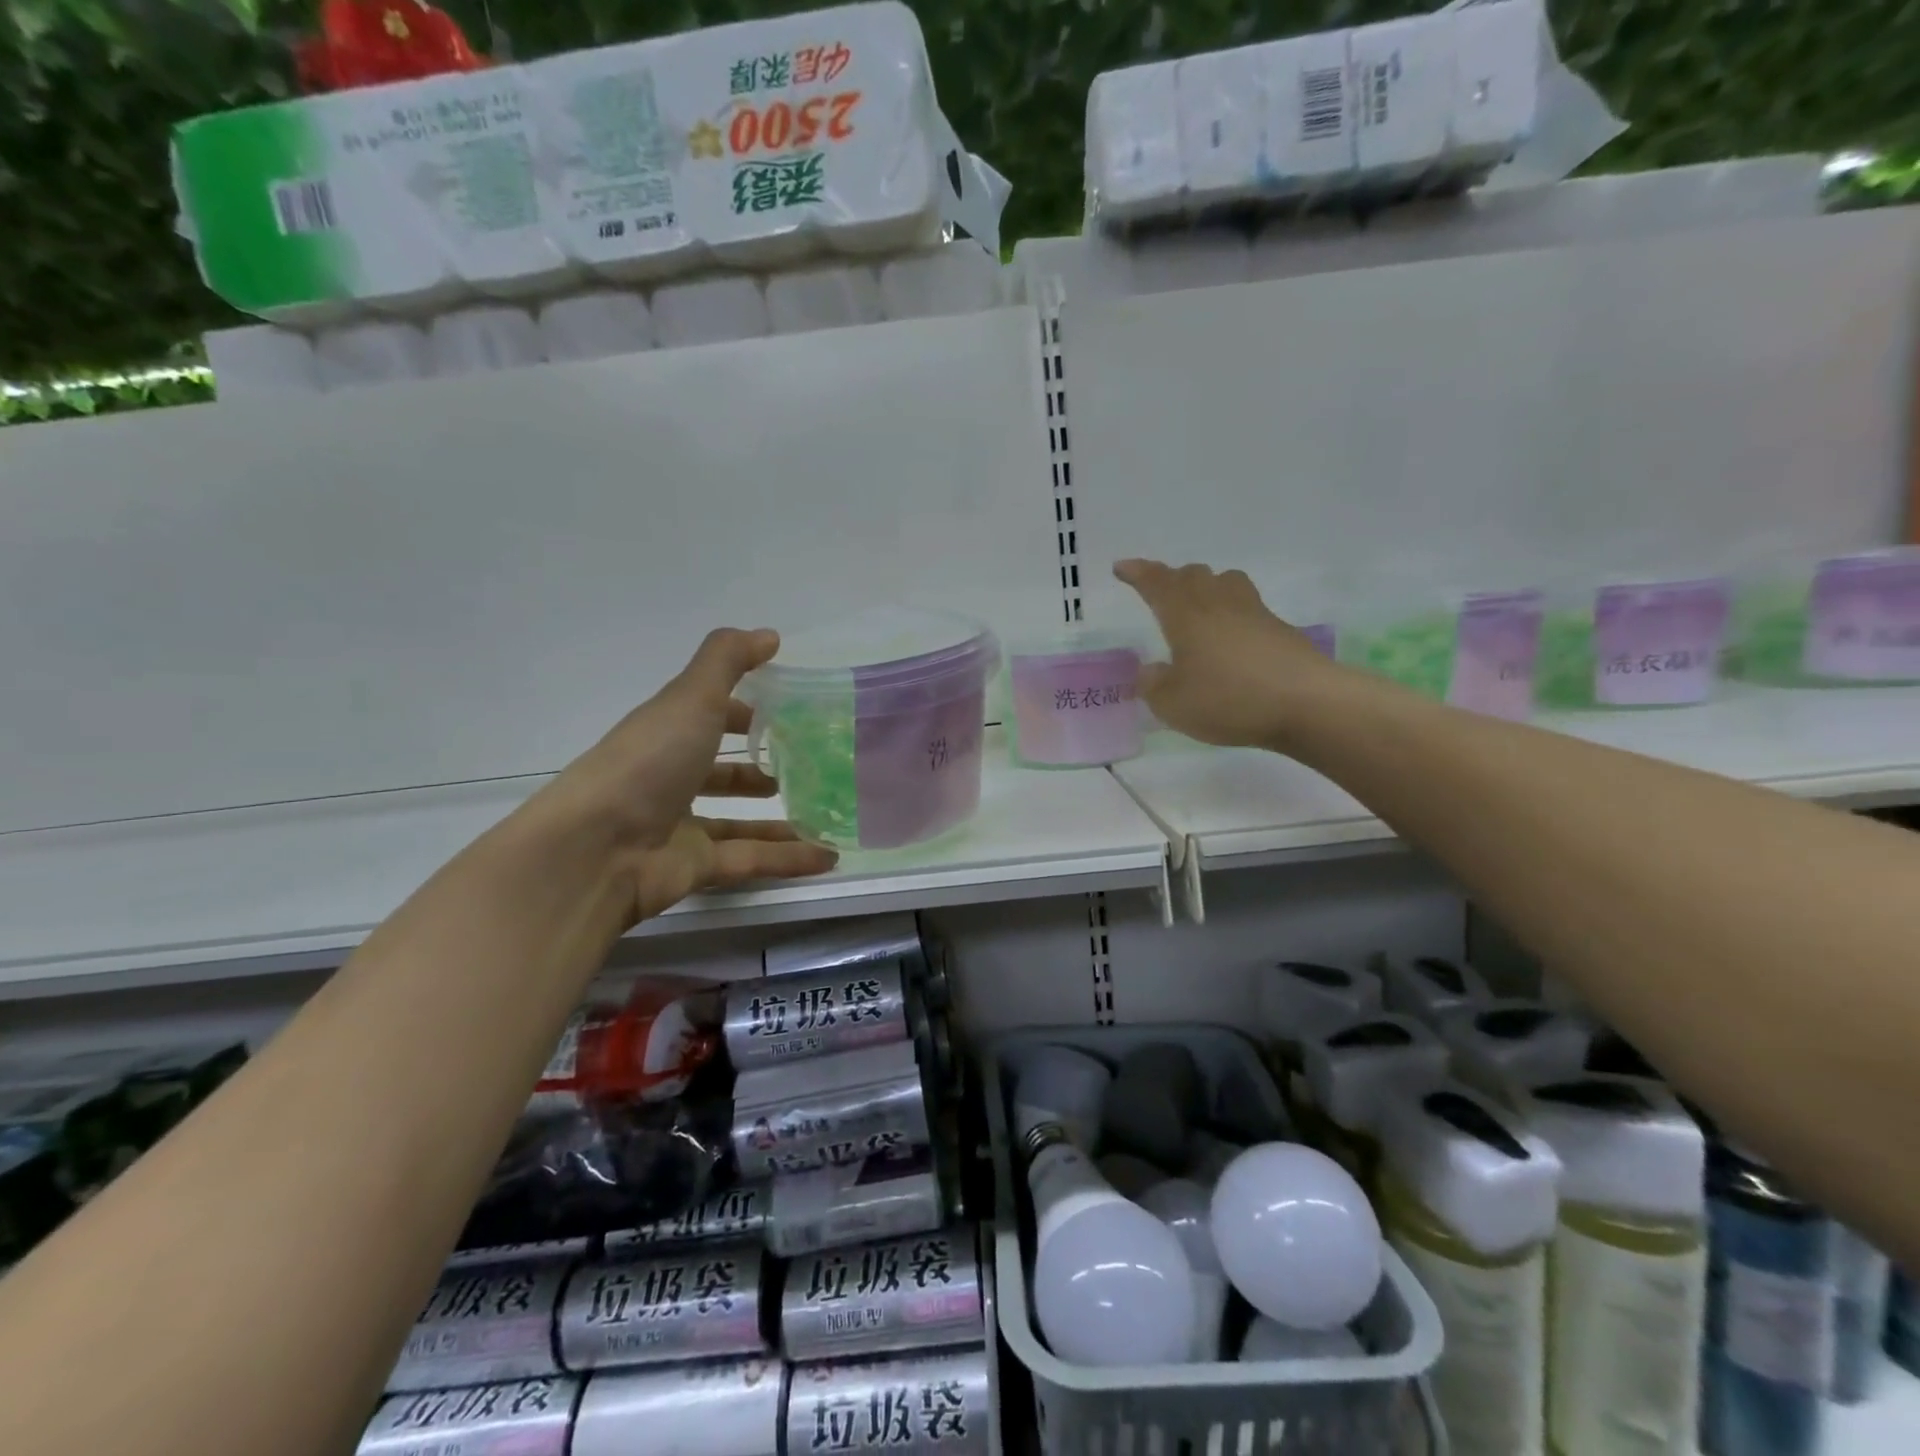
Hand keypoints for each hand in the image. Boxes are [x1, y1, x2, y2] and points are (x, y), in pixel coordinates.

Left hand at [537, 628, 837, 923]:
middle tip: (809, 769)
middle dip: (760, 770)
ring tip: (827, 814)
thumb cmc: (647, 762)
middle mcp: (672, 779)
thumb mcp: (691, 697)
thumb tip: (770, 635)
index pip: (708, 717)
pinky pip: (752, 860)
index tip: (787, 711)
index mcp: (667, 734)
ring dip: (781, 820)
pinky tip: (829, 856)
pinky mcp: (697, 868)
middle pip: (722, 774)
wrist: (595, 850)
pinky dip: (789, 859)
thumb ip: (728, 660)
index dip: (743, 712)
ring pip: (741, 823)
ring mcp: (682, 827)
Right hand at [1115, 559, 1341, 748]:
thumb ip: (1154, 686)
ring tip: (1199, 603)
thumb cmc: (1229, 700)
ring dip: (1207, 586)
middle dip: (1171, 578)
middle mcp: (1218, 604)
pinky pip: (1247, 607)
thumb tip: (1150, 671)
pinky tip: (1230, 637)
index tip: (1121, 567)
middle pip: (1193, 575)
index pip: (1156, 583)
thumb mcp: (1174, 704)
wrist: (1307, 703)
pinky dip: (1231, 613)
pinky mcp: (1279, 630)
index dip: (1137, 573)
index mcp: (1186, 615)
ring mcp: (1254, 613)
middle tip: (1159, 590)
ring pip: (1225, 582)